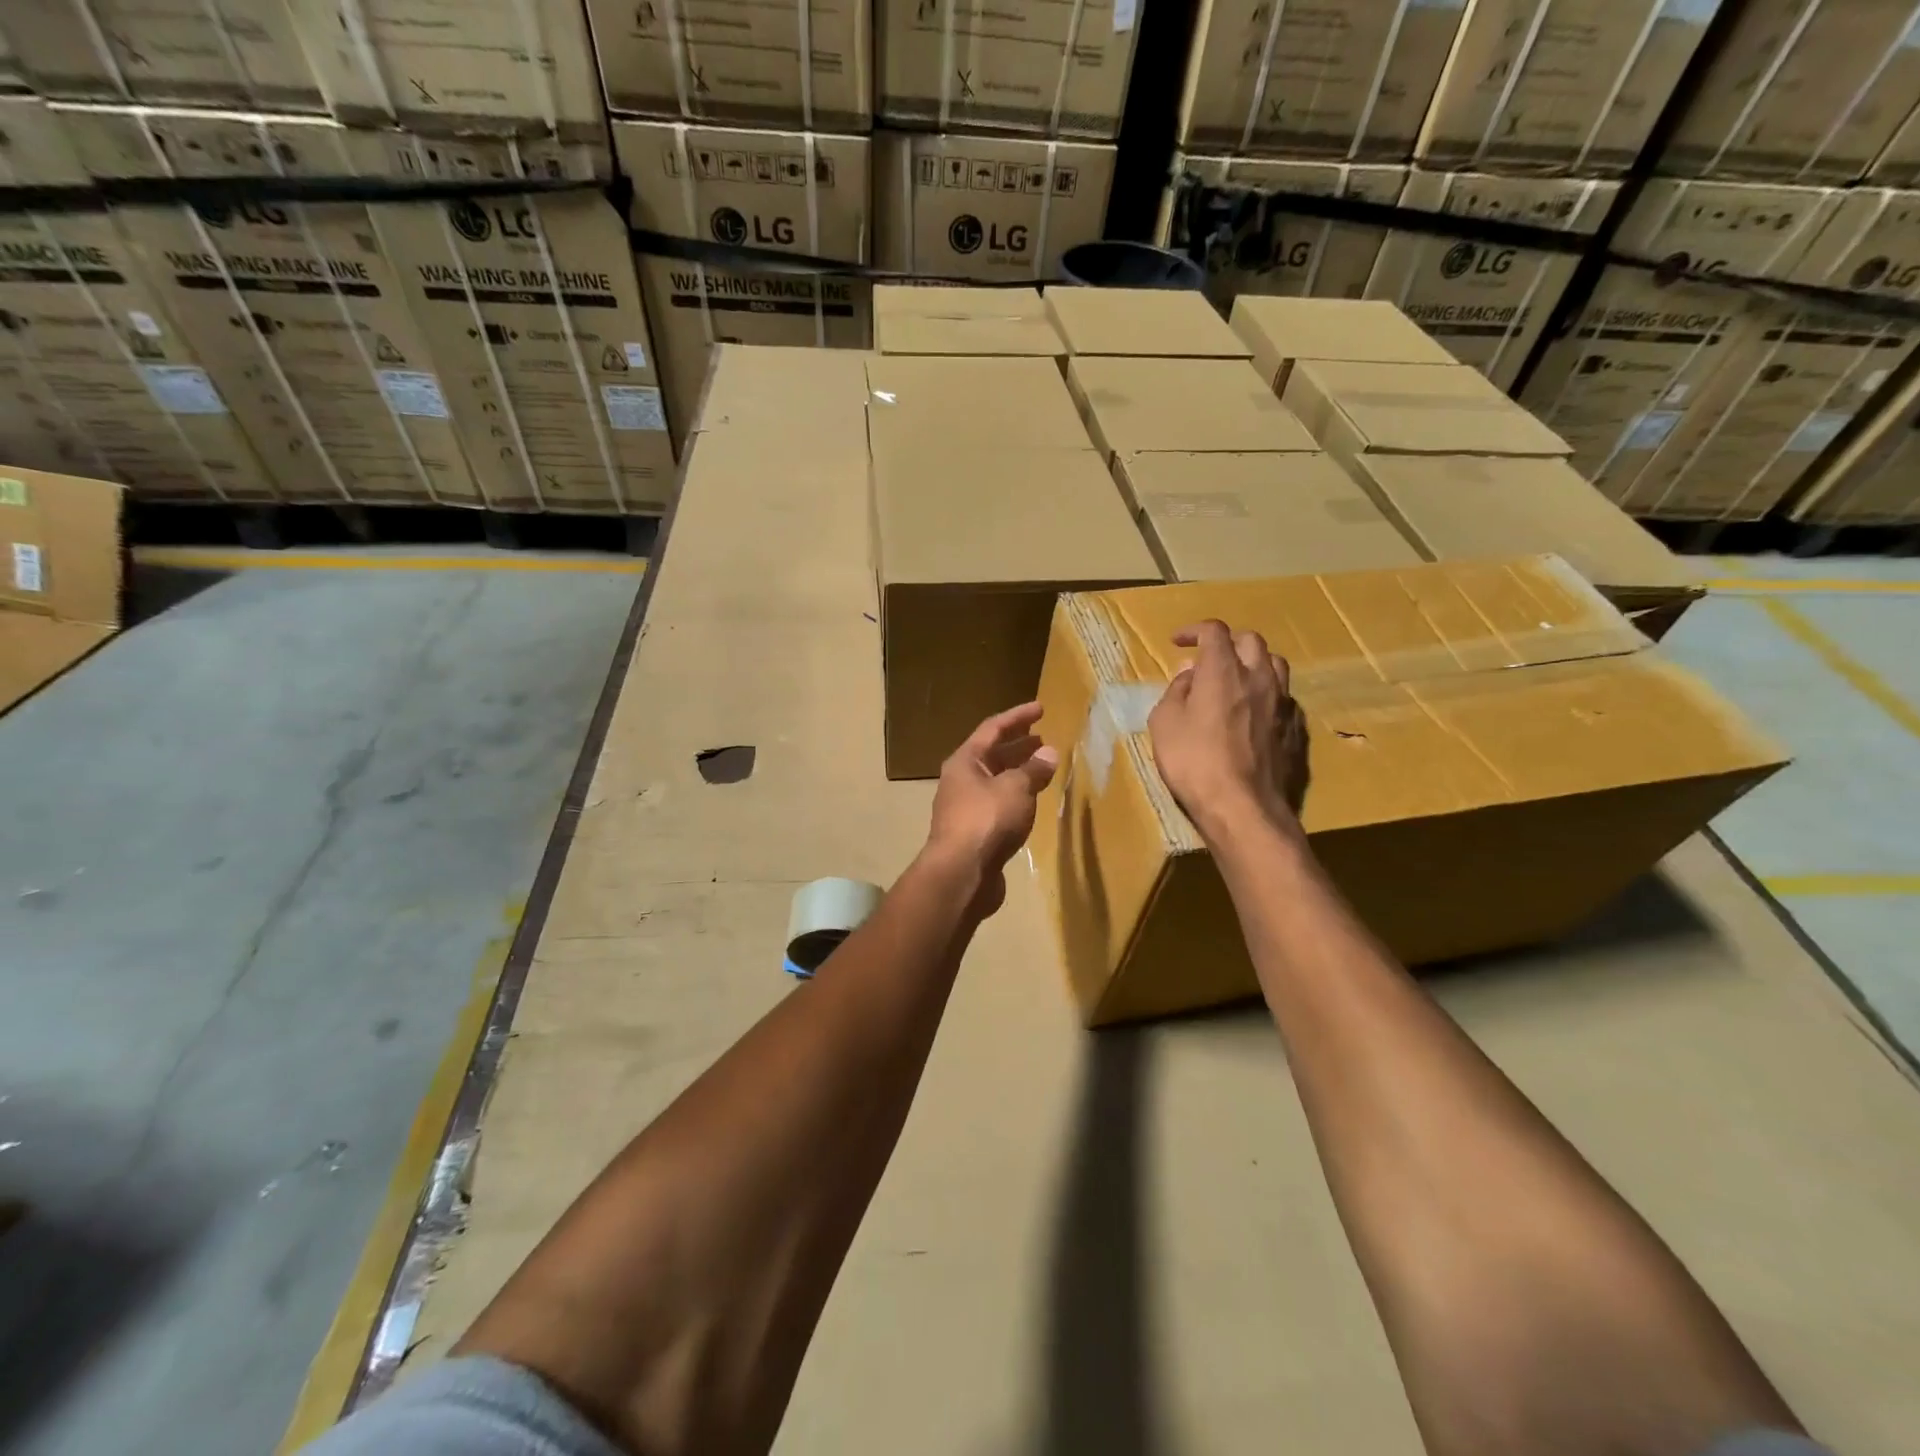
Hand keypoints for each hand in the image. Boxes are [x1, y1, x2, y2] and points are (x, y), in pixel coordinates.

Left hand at [925, 702, 1058, 917]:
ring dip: (1018, 772)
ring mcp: (965, 808)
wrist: (961, 874)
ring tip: (1043, 768)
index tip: (1040, 708)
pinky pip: (997, 805)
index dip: (1017, 716)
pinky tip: (1032, 802)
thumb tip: (1048, 753)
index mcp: (965, 762)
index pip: (992, 729)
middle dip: (1017, 745)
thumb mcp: (1016, 788)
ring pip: (995, 781)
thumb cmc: (987, 820)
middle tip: (1043, 738)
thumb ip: (1033, 769)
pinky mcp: (974, 833)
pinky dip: (1016, 797)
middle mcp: (960, 781)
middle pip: (991, 755)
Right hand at [1148, 620, 1307, 838]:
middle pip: (1250, 640)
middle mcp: (1258, 677)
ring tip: (1235, 679)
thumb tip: (1189, 675)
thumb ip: (1176, 692)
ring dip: (1253, 663)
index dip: (1194, 630)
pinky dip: (1266, 693)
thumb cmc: (1193, 762)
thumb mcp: (1165, 723)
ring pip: (1274, 664)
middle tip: (1207, 658)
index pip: (1214, 631)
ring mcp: (1282, 703)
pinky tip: (1253, 711)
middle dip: (1227, 642)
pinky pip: (1283, 696)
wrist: (1242, 806)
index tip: (1178, 641)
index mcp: (1223, 670)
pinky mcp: (1295, 728)